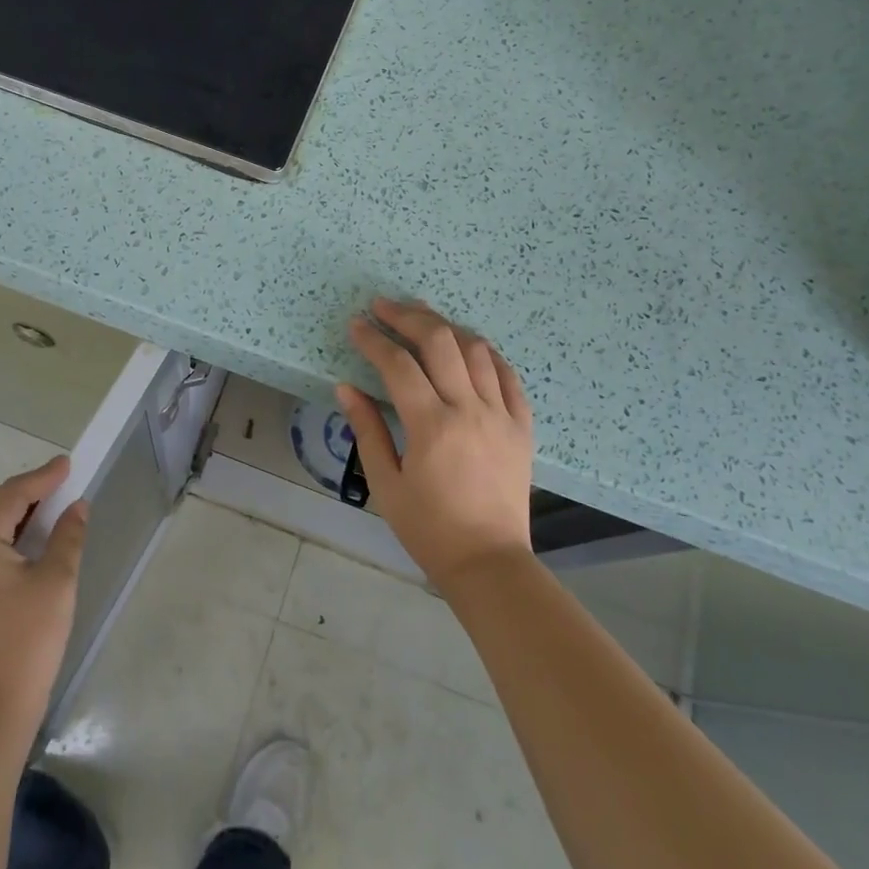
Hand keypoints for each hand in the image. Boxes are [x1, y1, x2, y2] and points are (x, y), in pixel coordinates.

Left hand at [0, 458, 86, 736]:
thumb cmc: (26, 642)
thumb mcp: (57, 583)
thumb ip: (67, 537)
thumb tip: (76, 506)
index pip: (10, 496)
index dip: (41, 478)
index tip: (67, 464)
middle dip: (20, 492)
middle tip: (55, 490)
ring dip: (8, 514)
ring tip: (44, 516)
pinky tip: (23, 550)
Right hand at [337, 297, 534, 590]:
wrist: (489, 562)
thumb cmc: (428, 528)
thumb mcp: (385, 483)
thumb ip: (367, 430)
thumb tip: (346, 387)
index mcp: (431, 426)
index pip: (398, 365)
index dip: (374, 339)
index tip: (356, 324)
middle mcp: (469, 409)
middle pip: (440, 342)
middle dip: (409, 316)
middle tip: (385, 307)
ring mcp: (501, 415)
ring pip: (476, 350)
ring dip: (446, 328)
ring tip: (423, 320)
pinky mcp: (522, 426)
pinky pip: (509, 375)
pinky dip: (486, 354)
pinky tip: (469, 348)